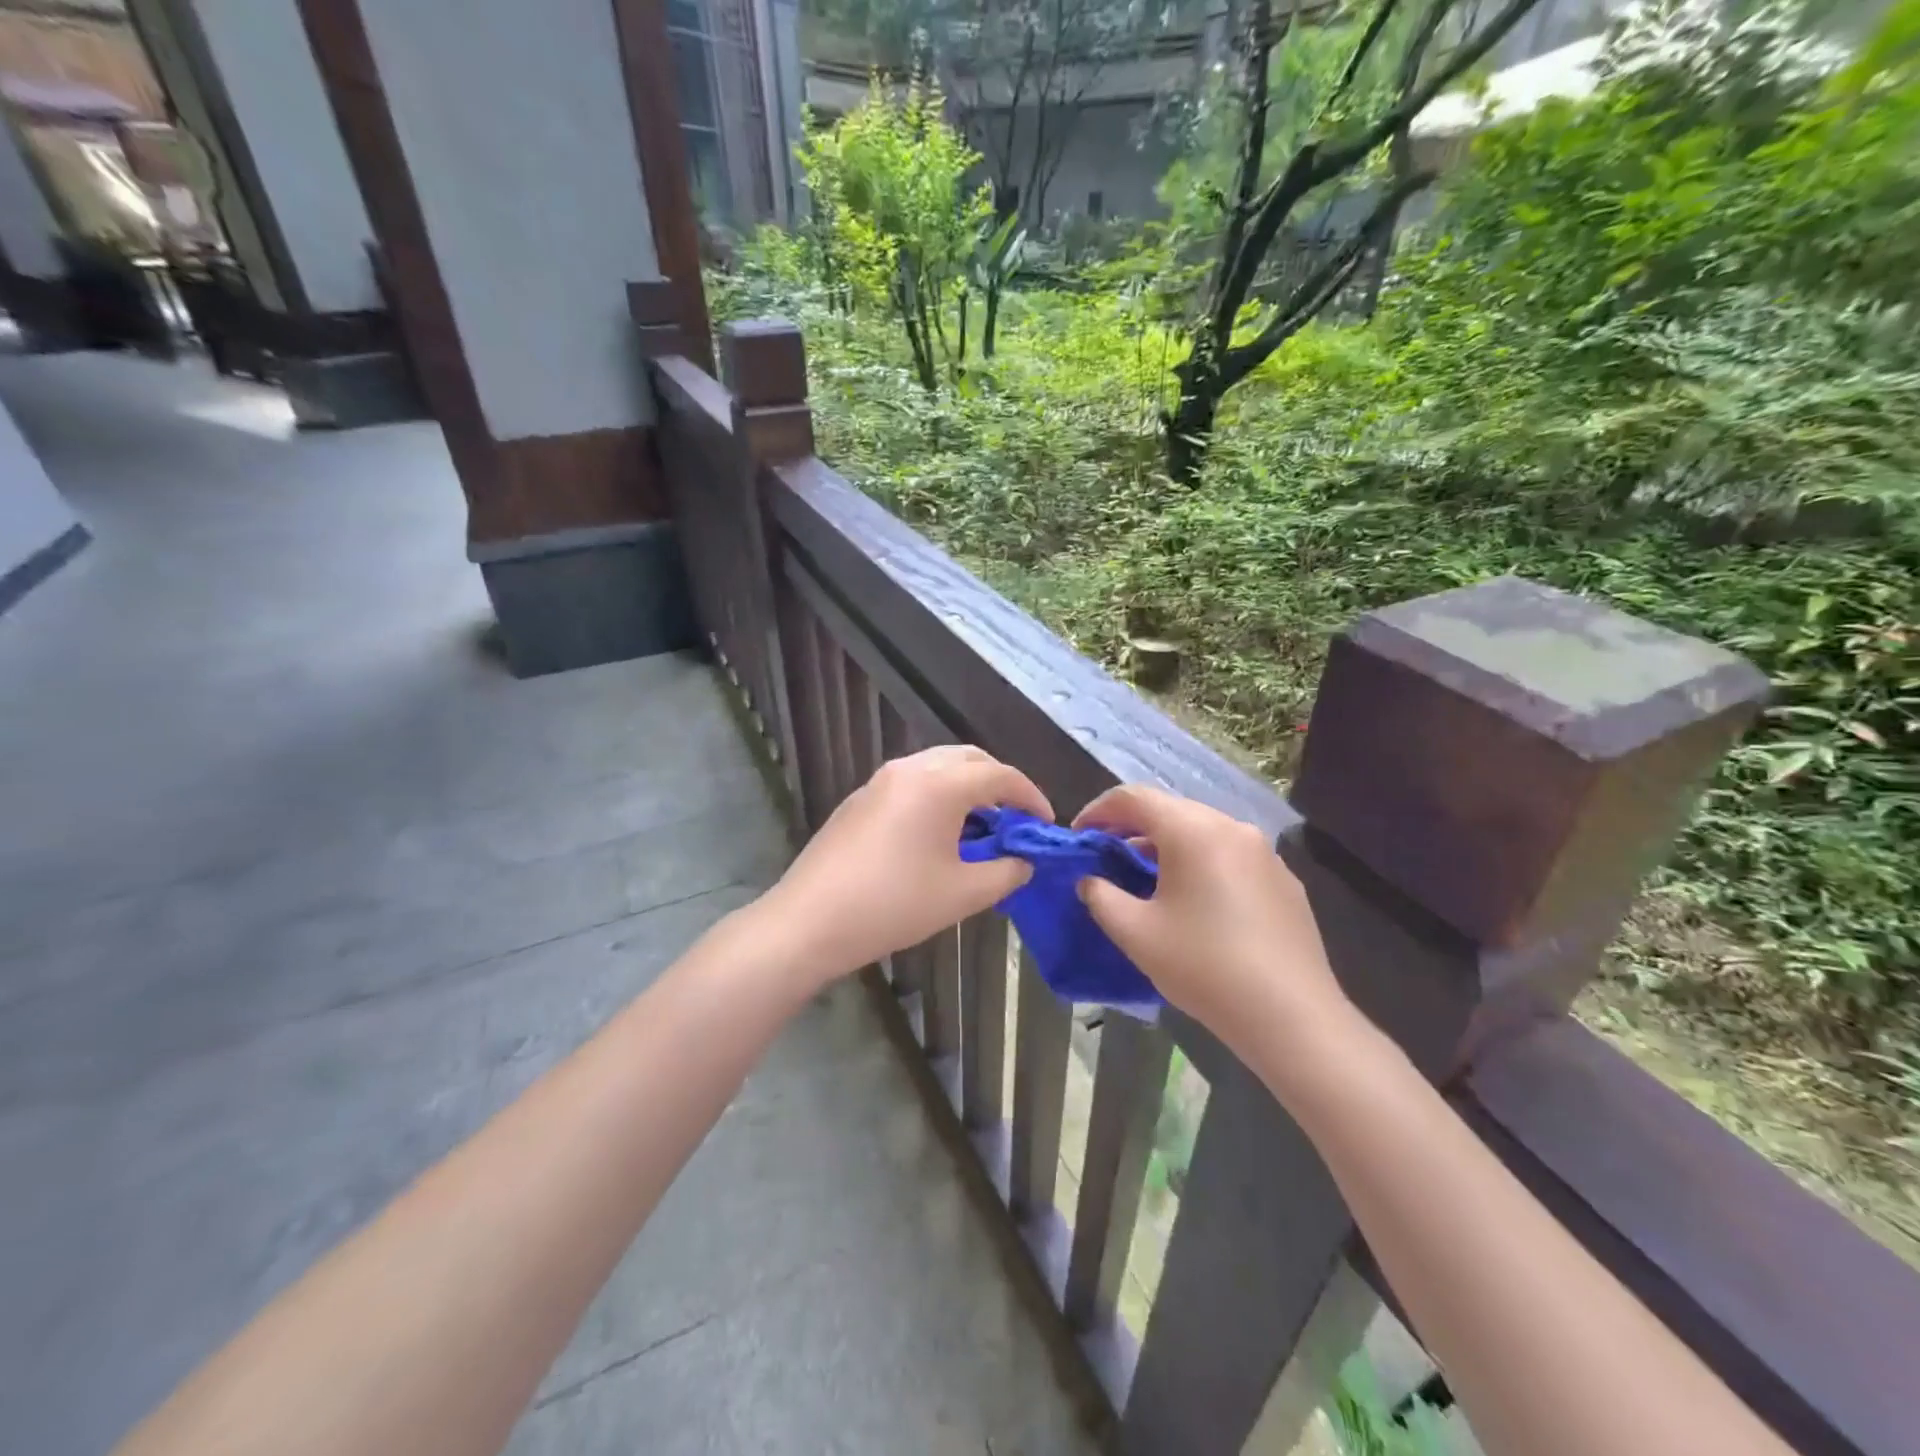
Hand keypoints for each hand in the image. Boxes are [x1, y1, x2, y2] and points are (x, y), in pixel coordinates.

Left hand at [757, 745, 1052, 983]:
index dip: (1030, 796)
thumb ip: (1005, 872)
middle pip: (969, 759)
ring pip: (937, 766)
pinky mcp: (860, 798)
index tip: (1046, 822)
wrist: (810, 920)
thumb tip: (1024, 861)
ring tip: (982, 824)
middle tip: (1016, 817)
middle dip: (999, 782)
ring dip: (967, 786)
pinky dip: (938, 794)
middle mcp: (910, 769)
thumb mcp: (962, 894)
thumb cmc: (894, 905)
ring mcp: (880, 780)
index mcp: (939, 784)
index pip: (1000, 775)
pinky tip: (939, 831)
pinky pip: (912, 781)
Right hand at [1073, 785, 1350, 1052]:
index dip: (1099, 810)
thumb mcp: (1135, 933)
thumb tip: (1090, 880)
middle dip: (1132, 827)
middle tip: (1107, 856)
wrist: (1291, 1016)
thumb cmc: (1203, 966)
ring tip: (1146, 879)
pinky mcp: (1284, 880)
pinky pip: (1230, 856)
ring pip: (1203, 832)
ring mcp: (1264, 852)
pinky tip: (1195, 902)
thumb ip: (1101, 896)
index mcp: (1192, 830)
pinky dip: (1201, 864)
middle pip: (1170, 810)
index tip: (1079, 835)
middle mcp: (1231, 827)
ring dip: (1167, 846)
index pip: (1134, 798)